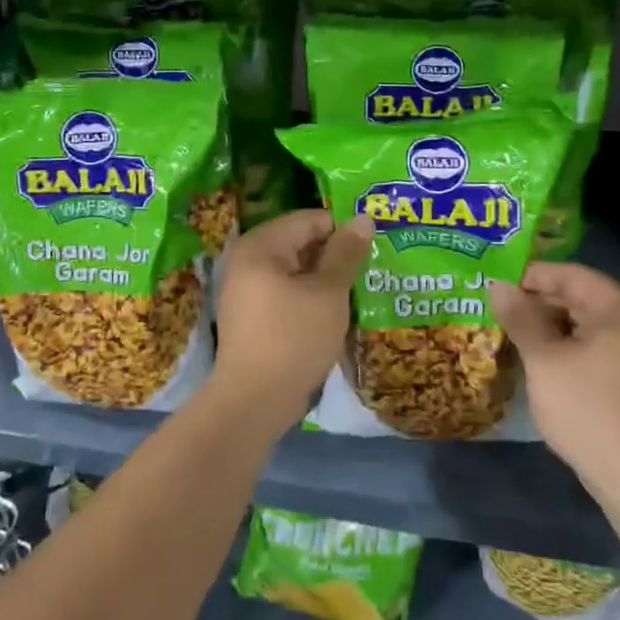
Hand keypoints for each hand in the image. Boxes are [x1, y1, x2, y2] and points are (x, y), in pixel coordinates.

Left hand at [210, 210, 373, 429]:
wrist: (254, 401)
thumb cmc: (294, 338)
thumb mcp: (328, 293)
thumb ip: (346, 253)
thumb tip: (364, 218)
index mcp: (261, 245)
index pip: (310, 219)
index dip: (344, 230)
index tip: (374, 247)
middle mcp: (246, 259)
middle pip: (300, 243)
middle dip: (335, 255)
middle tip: (370, 270)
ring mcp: (245, 289)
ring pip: (295, 270)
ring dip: (325, 279)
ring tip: (357, 292)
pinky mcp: (251, 315)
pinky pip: (285, 292)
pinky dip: (309, 297)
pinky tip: (334, 313)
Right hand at [489, 263, 619, 496]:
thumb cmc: (587, 408)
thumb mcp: (544, 359)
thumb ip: (520, 317)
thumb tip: (498, 285)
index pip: (569, 274)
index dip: (529, 276)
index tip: (493, 285)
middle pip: (580, 296)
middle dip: (538, 302)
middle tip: (497, 310)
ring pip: (587, 323)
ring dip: (550, 326)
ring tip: (511, 333)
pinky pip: (597, 346)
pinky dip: (569, 346)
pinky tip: (540, 358)